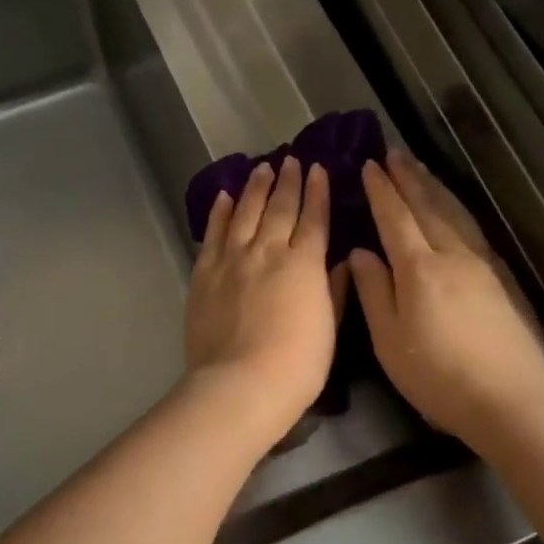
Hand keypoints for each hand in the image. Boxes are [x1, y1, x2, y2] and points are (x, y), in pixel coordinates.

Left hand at [184, 156, 338, 446]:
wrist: (241, 383)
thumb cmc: (298, 363)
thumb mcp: (329, 327)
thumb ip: (334, 289)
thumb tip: (340, 261)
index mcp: (303, 264)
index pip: (313, 219)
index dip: (318, 192)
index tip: (318, 169)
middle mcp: (267, 251)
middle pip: (279, 208)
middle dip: (288, 182)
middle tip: (290, 160)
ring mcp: (232, 260)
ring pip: (244, 213)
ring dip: (254, 188)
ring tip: (261, 168)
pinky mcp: (204, 273)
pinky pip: (212, 234)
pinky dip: (219, 213)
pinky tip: (223, 197)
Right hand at [348, 152, 543, 448]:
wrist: (513, 401)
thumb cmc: (439, 377)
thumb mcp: (390, 342)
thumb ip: (374, 293)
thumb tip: (360, 253)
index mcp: (420, 269)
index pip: (395, 218)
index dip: (380, 191)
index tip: (368, 165)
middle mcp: (452, 256)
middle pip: (428, 206)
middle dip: (408, 178)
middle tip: (393, 152)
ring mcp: (482, 265)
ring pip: (454, 213)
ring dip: (434, 187)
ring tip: (420, 168)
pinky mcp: (502, 279)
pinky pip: (472, 228)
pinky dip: (457, 209)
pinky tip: (455, 210)